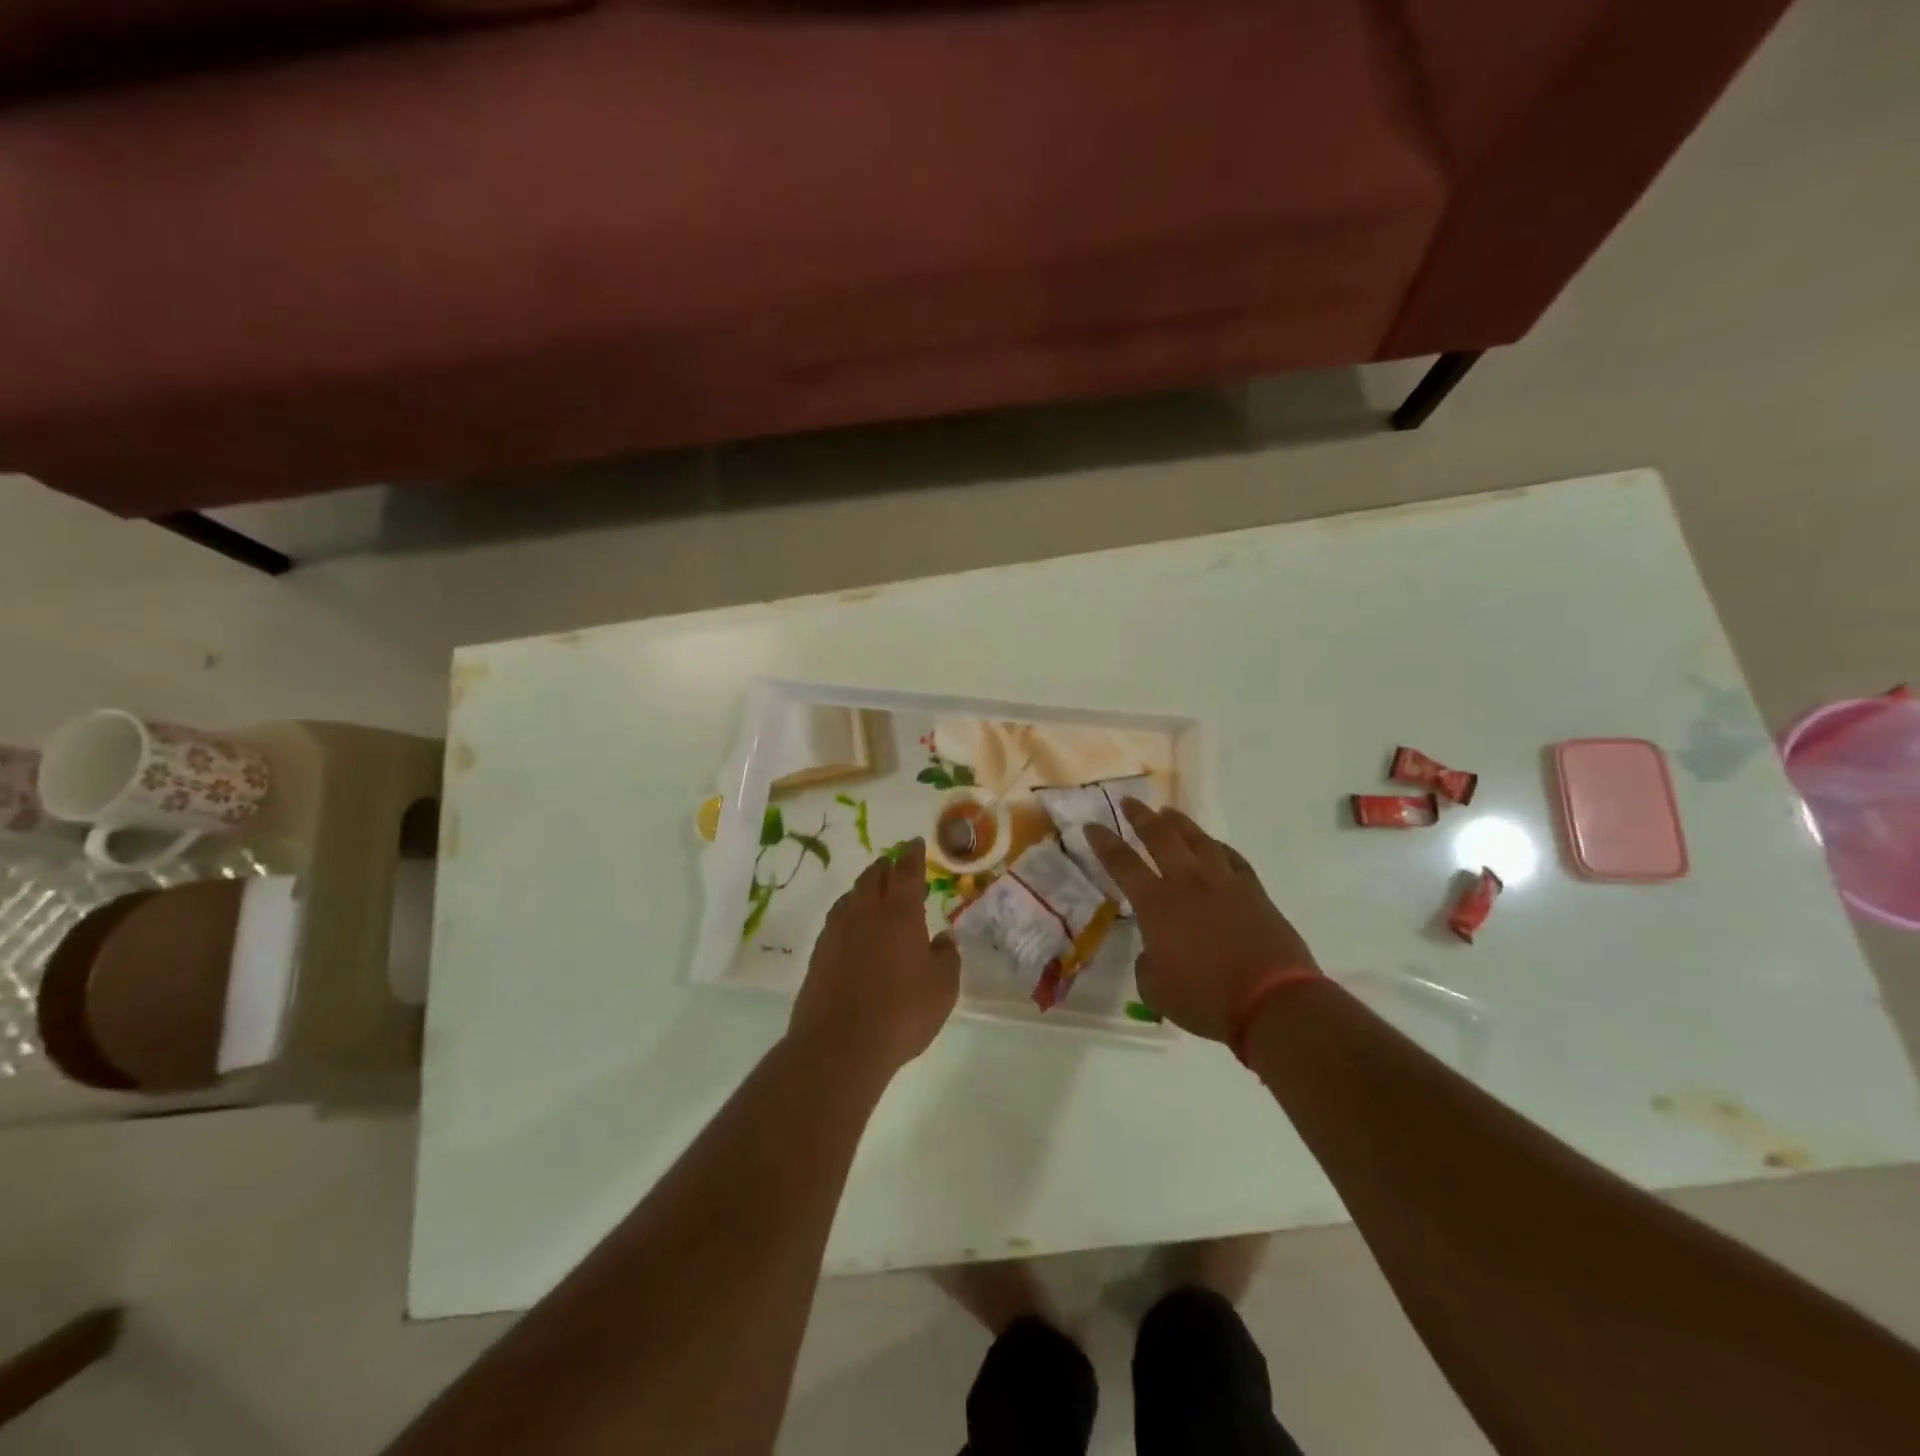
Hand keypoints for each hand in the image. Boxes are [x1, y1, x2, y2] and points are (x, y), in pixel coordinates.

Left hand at [789, 839, 960, 1078]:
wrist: (840, 1045)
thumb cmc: (902, 1012)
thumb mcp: (942, 987)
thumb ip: (946, 956)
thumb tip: (944, 938)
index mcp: (899, 912)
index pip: (907, 871)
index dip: (912, 855)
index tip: (914, 843)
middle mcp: (865, 912)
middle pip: (873, 876)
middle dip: (886, 866)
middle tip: (895, 864)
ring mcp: (837, 932)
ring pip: (851, 896)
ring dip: (864, 888)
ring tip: (873, 892)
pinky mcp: (819, 954)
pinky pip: (837, 920)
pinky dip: (849, 914)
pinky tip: (854, 928)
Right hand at [1085, 802, 1317, 1042]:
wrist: (1272, 1002)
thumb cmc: (1206, 999)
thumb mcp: (1156, 991)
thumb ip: (1147, 965)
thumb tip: (1154, 952)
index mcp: (1156, 904)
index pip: (1122, 863)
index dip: (1104, 842)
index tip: (1092, 825)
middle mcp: (1187, 882)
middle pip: (1160, 836)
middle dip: (1140, 816)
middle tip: (1128, 801)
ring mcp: (1224, 882)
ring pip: (1197, 839)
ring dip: (1179, 822)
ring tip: (1167, 812)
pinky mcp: (1254, 891)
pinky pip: (1231, 858)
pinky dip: (1217, 847)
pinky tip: (1213, 845)